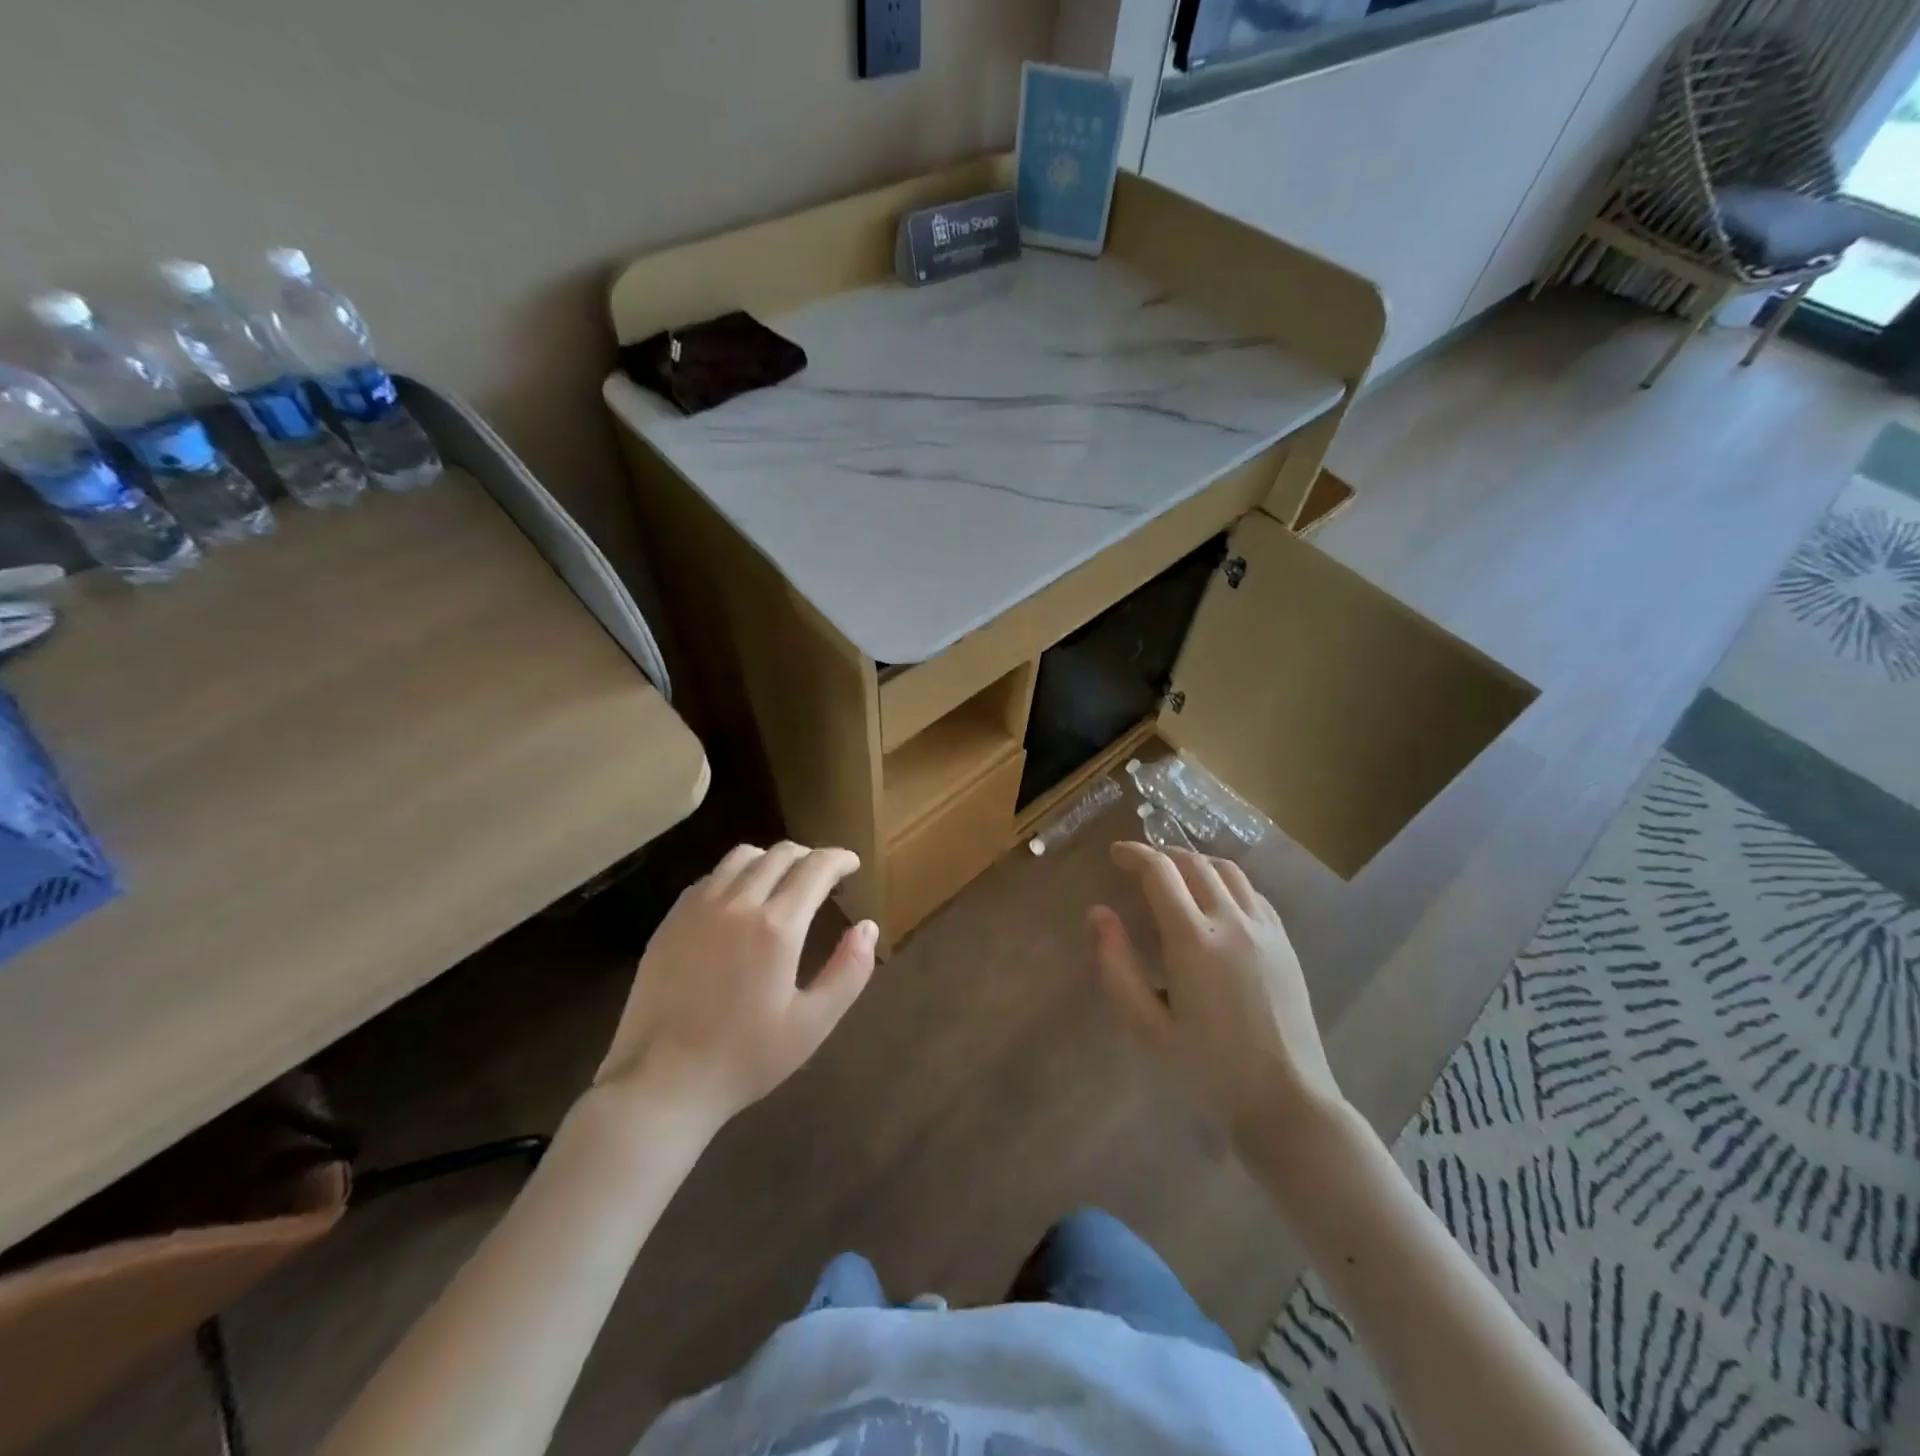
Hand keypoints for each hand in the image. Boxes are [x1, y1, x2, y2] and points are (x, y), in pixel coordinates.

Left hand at [594, 842, 876, 1132]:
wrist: (661, 1082)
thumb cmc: (744, 1057)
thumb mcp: (812, 1024)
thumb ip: (849, 971)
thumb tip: (868, 926)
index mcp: (777, 927)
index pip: (815, 868)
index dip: (838, 859)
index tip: (851, 863)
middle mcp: (737, 903)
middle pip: (780, 854)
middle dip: (809, 856)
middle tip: (823, 874)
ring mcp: (698, 908)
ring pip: (741, 857)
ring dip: (771, 859)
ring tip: (783, 879)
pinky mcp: (671, 920)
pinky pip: (711, 877)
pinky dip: (736, 874)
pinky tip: (740, 899)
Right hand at [1089, 842, 1344, 1146]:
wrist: (1287, 1099)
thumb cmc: (1207, 1069)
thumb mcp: (1145, 1026)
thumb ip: (1115, 965)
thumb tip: (1098, 913)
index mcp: (1193, 939)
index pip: (1159, 872)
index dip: (1134, 854)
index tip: (1116, 854)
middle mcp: (1231, 921)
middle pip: (1194, 863)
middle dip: (1162, 855)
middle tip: (1140, 865)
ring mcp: (1264, 929)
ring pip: (1227, 871)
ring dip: (1196, 862)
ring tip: (1176, 874)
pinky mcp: (1284, 942)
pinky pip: (1252, 893)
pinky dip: (1226, 881)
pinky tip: (1216, 900)